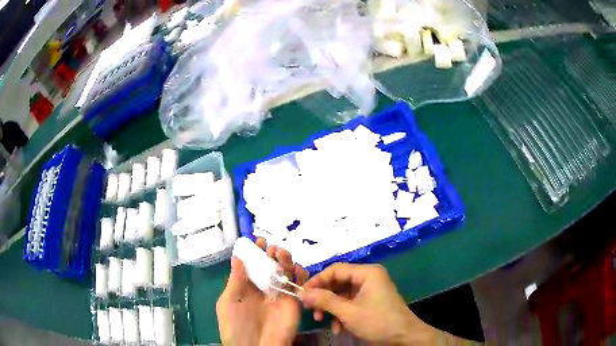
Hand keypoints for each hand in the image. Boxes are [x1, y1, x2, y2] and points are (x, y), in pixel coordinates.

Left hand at [216, 238, 308, 345]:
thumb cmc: (236, 327)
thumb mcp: (229, 302)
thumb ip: (235, 280)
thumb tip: (237, 256)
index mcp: (246, 288)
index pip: (252, 266)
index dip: (255, 252)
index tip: (258, 240)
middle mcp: (264, 289)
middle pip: (271, 266)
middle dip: (272, 253)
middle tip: (271, 248)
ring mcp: (280, 295)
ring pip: (286, 273)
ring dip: (286, 260)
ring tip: (281, 254)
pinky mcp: (294, 302)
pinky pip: (300, 285)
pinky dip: (300, 274)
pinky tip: (295, 268)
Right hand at [300, 263, 436, 344]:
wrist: (404, 337)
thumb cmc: (378, 322)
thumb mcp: (349, 312)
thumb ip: (325, 301)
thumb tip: (302, 293)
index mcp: (367, 273)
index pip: (335, 269)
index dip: (317, 280)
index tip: (303, 294)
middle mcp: (368, 278)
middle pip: (338, 282)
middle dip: (324, 298)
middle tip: (311, 310)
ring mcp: (370, 290)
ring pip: (342, 295)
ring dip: (331, 308)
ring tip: (322, 321)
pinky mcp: (370, 302)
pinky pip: (350, 303)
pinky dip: (341, 314)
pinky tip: (338, 328)